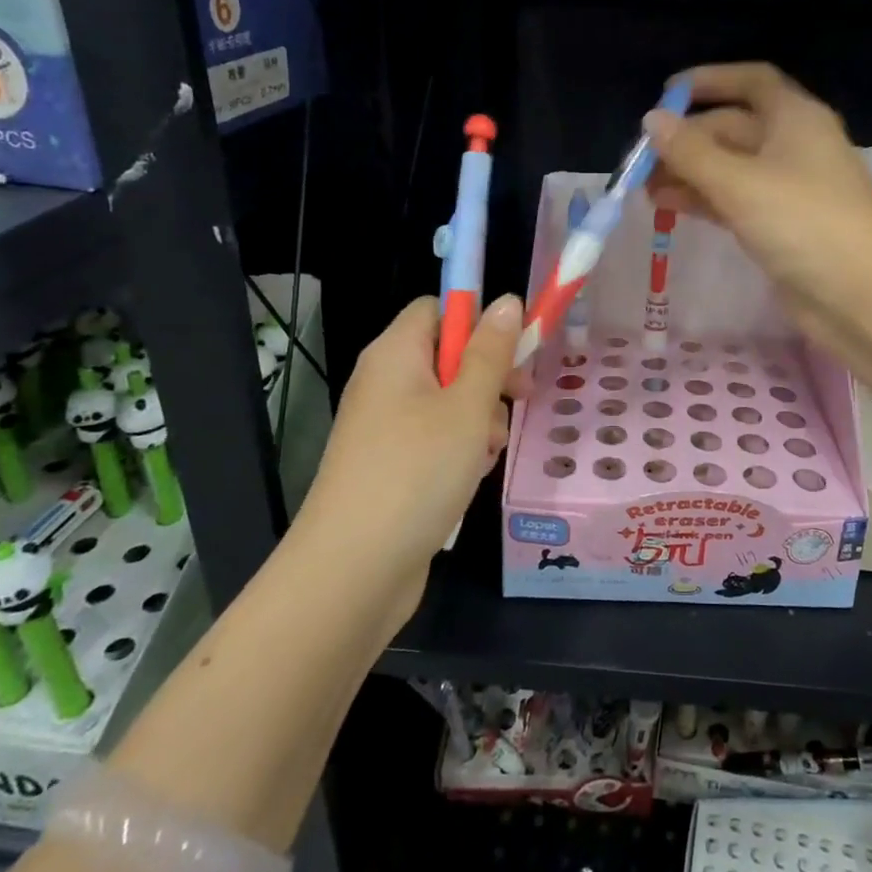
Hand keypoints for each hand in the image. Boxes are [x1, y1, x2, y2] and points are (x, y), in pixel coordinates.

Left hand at [295, 294, 522, 621]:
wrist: (353, 570)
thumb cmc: (417, 471)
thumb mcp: (468, 406)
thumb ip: (491, 351)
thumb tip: (507, 300)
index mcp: (395, 354)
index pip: (438, 308)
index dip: (477, 321)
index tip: (513, 351)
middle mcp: (385, 382)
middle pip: (448, 356)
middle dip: (488, 378)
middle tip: (518, 402)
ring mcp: (384, 427)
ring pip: (449, 402)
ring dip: (479, 421)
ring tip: (486, 454)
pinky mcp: (390, 466)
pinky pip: (435, 439)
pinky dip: (460, 451)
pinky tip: (470, 477)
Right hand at [645, 63, 871, 360]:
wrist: (860, 294)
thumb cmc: (803, 222)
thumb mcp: (739, 182)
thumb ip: (690, 151)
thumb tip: (652, 120)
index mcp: (795, 118)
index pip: (751, 81)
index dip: (709, 81)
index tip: (666, 93)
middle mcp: (794, 145)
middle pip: (734, 127)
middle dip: (688, 139)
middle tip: (642, 160)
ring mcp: (789, 187)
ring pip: (731, 168)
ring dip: (690, 173)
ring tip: (645, 189)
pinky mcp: (782, 224)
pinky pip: (736, 200)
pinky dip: (705, 200)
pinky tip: (670, 208)